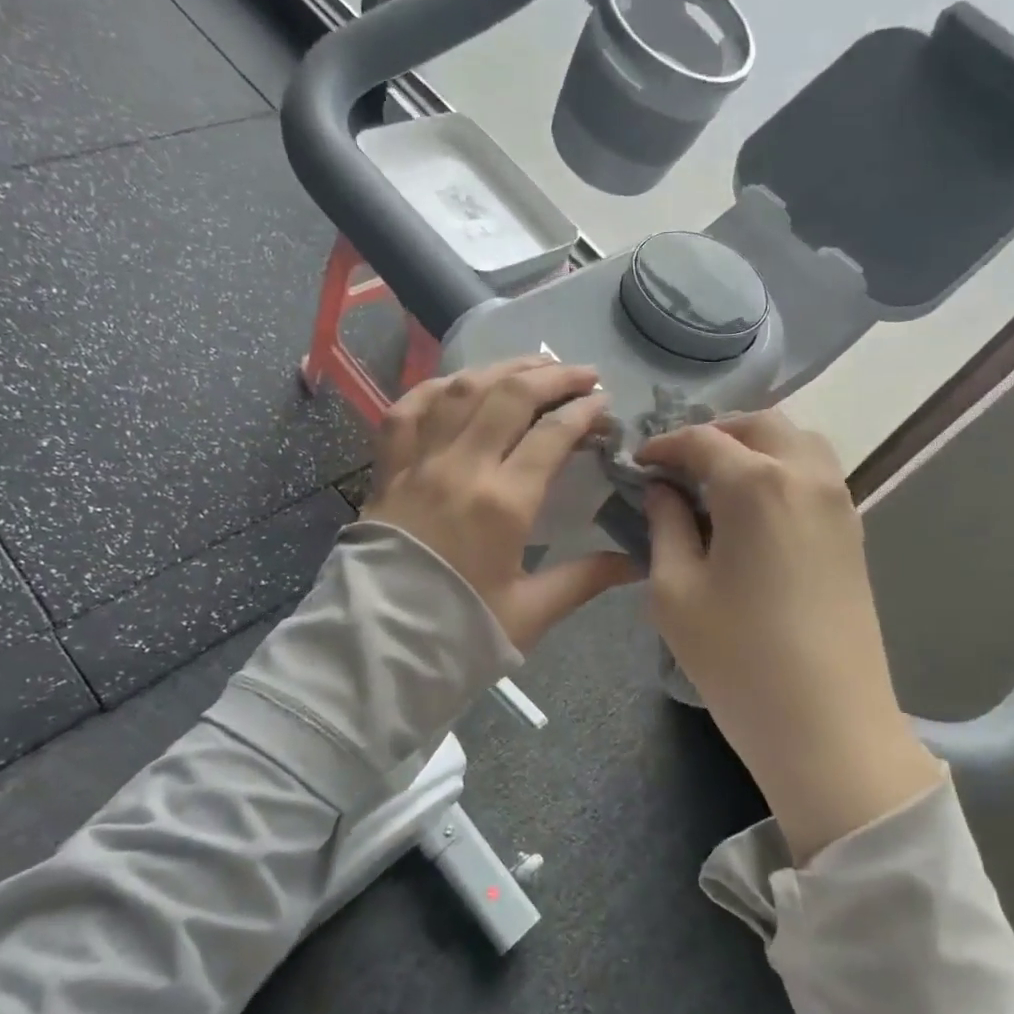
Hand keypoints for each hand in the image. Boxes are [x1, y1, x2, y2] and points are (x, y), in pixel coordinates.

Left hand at [364, 359, 640, 652]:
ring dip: (502, 368)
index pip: (552, 434)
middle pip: (510, 396)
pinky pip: (407, 409)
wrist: (378, 648)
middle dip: (553, 376)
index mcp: (502, 503)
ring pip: (462, 391)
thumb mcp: (531, 612)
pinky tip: (458, 385)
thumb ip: (585, 578)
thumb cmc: (459, 632)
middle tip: (582, 374)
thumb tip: (635, 561)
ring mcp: (418, 463)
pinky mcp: (387, 470)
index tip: (604, 403)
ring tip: (532, 365)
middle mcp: (461, 468)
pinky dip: (435, 388)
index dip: (584, 411)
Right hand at [639, 412, 941, 862]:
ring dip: (755, 445)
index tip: (637, 463)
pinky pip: (816, 474)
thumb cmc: (737, 658)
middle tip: (679, 465)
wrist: (827, 725)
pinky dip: (782, 468)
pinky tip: (754, 508)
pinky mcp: (854, 531)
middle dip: (714, 433)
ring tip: (717, 481)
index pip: (702, 440)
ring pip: (797, 441)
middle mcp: (805, 475)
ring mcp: (839, 501)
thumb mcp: (675, 591)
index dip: (663, 446)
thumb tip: (662, 490)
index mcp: (756, 483)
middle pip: (759, 424)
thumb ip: (664, 525)